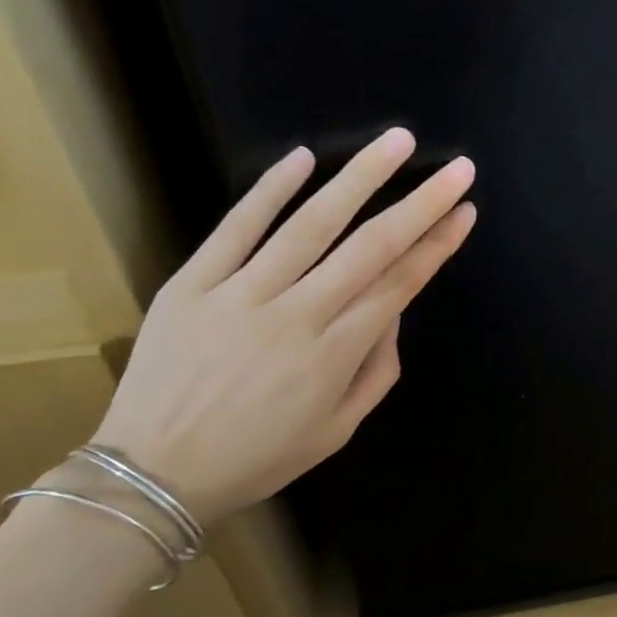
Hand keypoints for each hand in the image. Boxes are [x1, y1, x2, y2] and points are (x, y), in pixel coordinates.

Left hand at [92, 130, 475, 526]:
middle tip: (457, 168)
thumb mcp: (337, 430)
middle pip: (371, 247)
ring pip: (311, 224)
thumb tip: (393, 314)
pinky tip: (303, 157)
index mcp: (334, 355)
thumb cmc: (258, 457)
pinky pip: (236, 228)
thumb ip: (377, 371)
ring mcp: (241, 294)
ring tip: (395, 142)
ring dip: (359, 178)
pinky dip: (269, 190)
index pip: (400, 284)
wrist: (152, 474)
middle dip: (421, 203)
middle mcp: (297, 315)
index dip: (437, 244)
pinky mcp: (192, 283)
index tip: (465, 211)